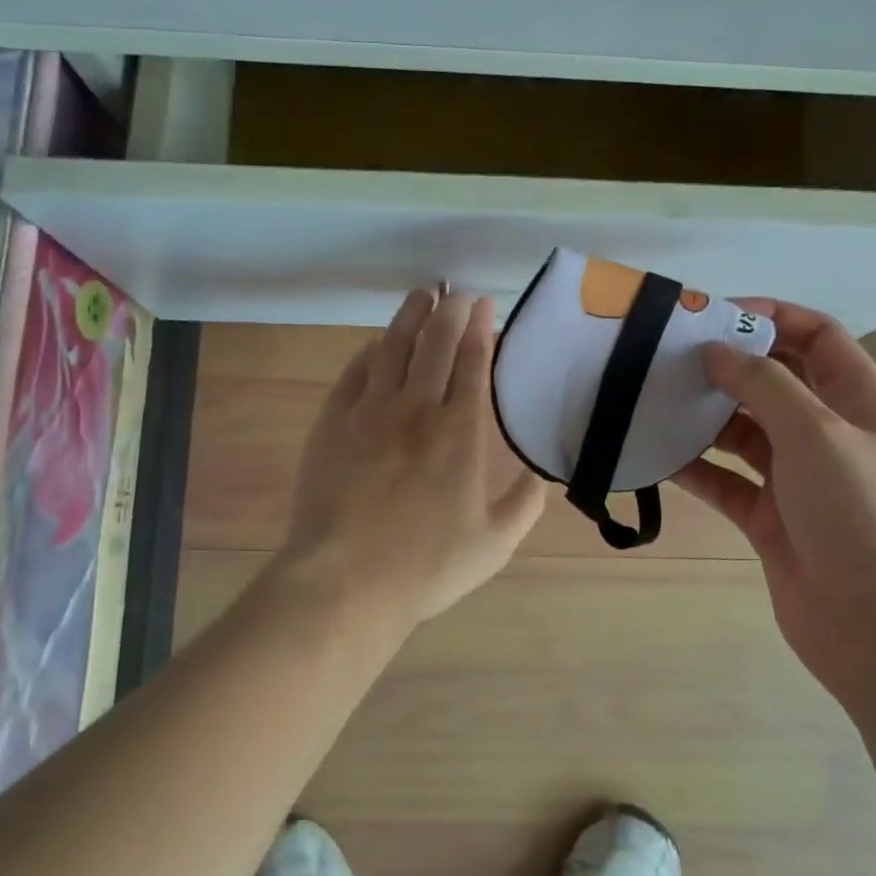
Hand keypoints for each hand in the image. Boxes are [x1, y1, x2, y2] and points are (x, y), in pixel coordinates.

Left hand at [275, 290, 546, 627]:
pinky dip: (371, 352)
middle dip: (450, 311)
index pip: (472, 362)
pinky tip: (377, 344)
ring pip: (393, 347)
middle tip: (458, 294)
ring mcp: (369, 411)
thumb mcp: (496, 544)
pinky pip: (355, 372)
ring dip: (411, 316)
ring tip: (422, 296)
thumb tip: (542, 471)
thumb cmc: (426, 566)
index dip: (480, 328)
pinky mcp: (333, 422)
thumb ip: (526, 502)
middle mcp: (417, 408)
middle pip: (435, 343)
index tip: (484, 305)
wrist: (345, 581)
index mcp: (460, 432)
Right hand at [673, 299, 875, 704]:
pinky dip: (695, 468)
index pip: (816, 336)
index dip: (771, 316)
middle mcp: (828, 433)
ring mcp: (798, 478)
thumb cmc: (863, 515)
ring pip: (744, 431)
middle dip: (727, 365)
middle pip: (774, 381)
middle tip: (668, 357)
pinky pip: (726, 481)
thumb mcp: (819, 433)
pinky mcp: (770, 519)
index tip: (713, 316)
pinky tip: (656, 455)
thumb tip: (718, 349)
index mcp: (858, 401)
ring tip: (653, 400)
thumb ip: (765, 384)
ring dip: (704, 416)